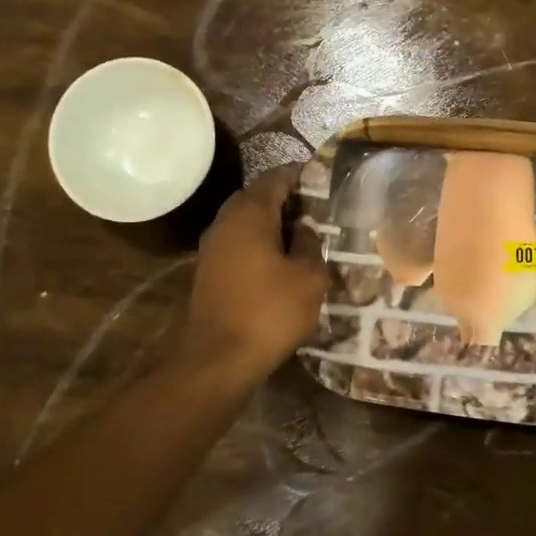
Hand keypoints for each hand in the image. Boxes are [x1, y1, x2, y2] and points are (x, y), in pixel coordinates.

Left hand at [179, 166, 326, 384]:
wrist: (217, 360)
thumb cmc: (269, 312)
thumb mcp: (309, 277)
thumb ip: (311, 244)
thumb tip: (305, 228)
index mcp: (249, 214)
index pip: (276, 177)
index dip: (302, 176)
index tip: (326, 181)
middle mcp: (225, 222)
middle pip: (258, 196)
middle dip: (288, 199)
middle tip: (319, 210)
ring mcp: (212, 247)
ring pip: (246, 221)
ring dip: (273, 223)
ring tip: (306, 235)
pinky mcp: (209, 271)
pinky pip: (239, 243)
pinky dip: (260, 244)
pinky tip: (282, 261)